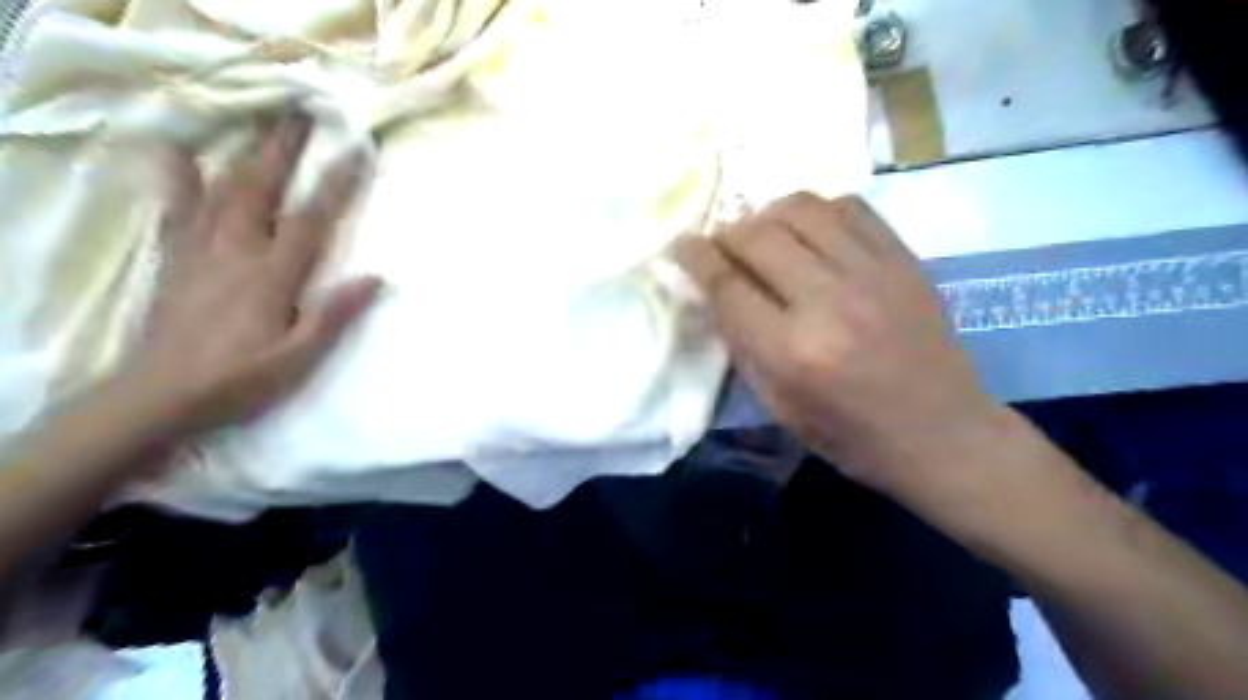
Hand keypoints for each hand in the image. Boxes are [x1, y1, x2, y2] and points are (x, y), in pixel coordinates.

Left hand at [124, 113, 386, 430]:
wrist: (161, 394)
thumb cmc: (240, 378)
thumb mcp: (299, 356)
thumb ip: (335, 314)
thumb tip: (377, 277)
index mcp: (272, 275)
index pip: (312, 218)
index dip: (337, 183)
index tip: (358, 149)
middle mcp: (235, 250)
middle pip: (262, 187)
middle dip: (284, 147)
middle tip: (302, 111)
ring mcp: (199, 249)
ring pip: (222, 189)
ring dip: (245, 152)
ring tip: (261, 124)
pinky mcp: (175, 257)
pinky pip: (177, 208)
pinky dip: (181, 177)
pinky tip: (183, 154)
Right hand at [674, 190, 1002, 497]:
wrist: (940, 433)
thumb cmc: (849, 435)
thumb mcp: (778, 406)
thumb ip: (743, 345)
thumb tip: (716, 292)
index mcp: (792, 351)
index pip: (728, 285)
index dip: (696, 258)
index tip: (681, 245)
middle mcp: (829, 301)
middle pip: (760, 236)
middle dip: (727, 232)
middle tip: (720, 244)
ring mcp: (873, 274)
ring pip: (803, 209)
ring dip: (768, 213)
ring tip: (762, 233)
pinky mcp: (905, 260)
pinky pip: (850, 208)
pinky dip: (818, 211)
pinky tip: (810, 231)